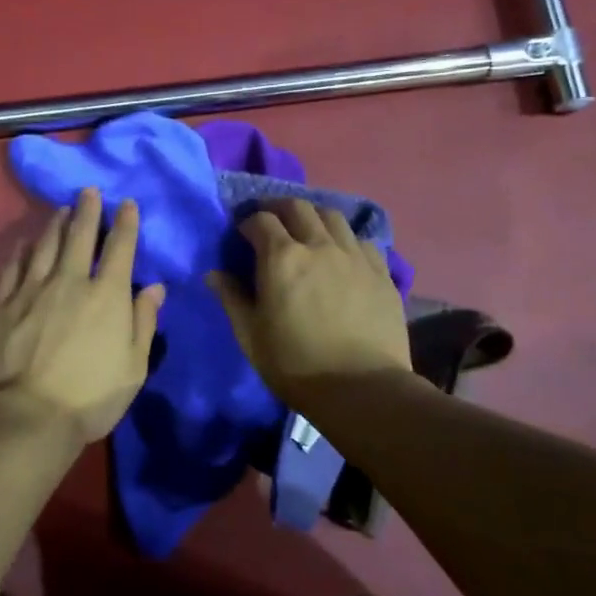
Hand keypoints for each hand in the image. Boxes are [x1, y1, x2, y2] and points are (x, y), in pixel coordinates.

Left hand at [0, 188, 166, 444]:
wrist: (27, 415)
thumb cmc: (90, 396)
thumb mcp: (134, 366)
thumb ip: (144, 322)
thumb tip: (155, 287)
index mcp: (106, 295)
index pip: (120, 248)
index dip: (125, 223)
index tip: (126, 203)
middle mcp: (70, 281)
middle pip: (79, 235)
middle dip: (87, 210)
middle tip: (88, 191)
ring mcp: (32, 290)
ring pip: (45, 245)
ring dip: (55, 224)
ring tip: (61, 209)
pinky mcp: (4, 304)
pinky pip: (13, 268)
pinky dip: (21, 251)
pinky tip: (25, 243)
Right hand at [207, 198, 411, 403]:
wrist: (362, 389)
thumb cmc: (296, 364)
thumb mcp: (250, 336)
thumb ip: (231, 298)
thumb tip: (213, 273)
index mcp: (282, 257)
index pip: (261, 220)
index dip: (248, 222)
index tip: (242, 234)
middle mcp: (319, 245)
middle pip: (298, 207)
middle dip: (279, 209)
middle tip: (272, 223)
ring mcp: (354, 256)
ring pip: (333, 216)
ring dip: (314, 217)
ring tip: (308, 232)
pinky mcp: (381, 272)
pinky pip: (362, 241)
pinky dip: (346, 240)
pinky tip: (342, 255)